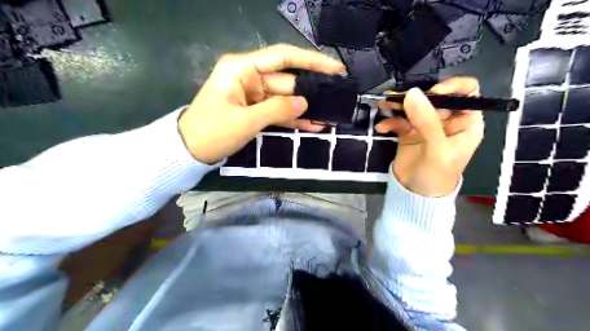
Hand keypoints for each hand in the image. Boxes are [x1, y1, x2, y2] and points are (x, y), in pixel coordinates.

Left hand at [180, 43, 346, 163]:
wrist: (189, 151)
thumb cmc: (212, 132)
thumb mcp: (246, 121)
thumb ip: (277, 109)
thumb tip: (305, 103)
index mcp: (242, 68)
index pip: (283, 57)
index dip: (311, 61)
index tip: (335, 69)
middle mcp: (249, 77)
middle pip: (287, 81)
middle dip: (310, 92)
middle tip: (336, 100)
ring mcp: (253, 95)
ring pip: (285, 98)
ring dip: (304, 109)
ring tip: (329, 117)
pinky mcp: (254, 110)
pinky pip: (277, 111)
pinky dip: (292, 119)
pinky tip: (312, 125)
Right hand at [378, 77, 483, 195]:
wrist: (415, 196)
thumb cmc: (437, 175)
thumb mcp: (437, 149)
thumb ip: (426, 121)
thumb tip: (412, 92)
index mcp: (465, 122)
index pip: (467, 93)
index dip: (452, 87)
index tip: (432, 92)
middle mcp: (446, 120)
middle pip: (434, 97)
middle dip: (415, 96)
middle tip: (397, 99)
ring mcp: (426, 126)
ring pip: (413, 106)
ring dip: (397, 105)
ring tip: (384, 105)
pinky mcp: (408, 133)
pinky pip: (399, 121)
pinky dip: (390, 122)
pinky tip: (382, 128)